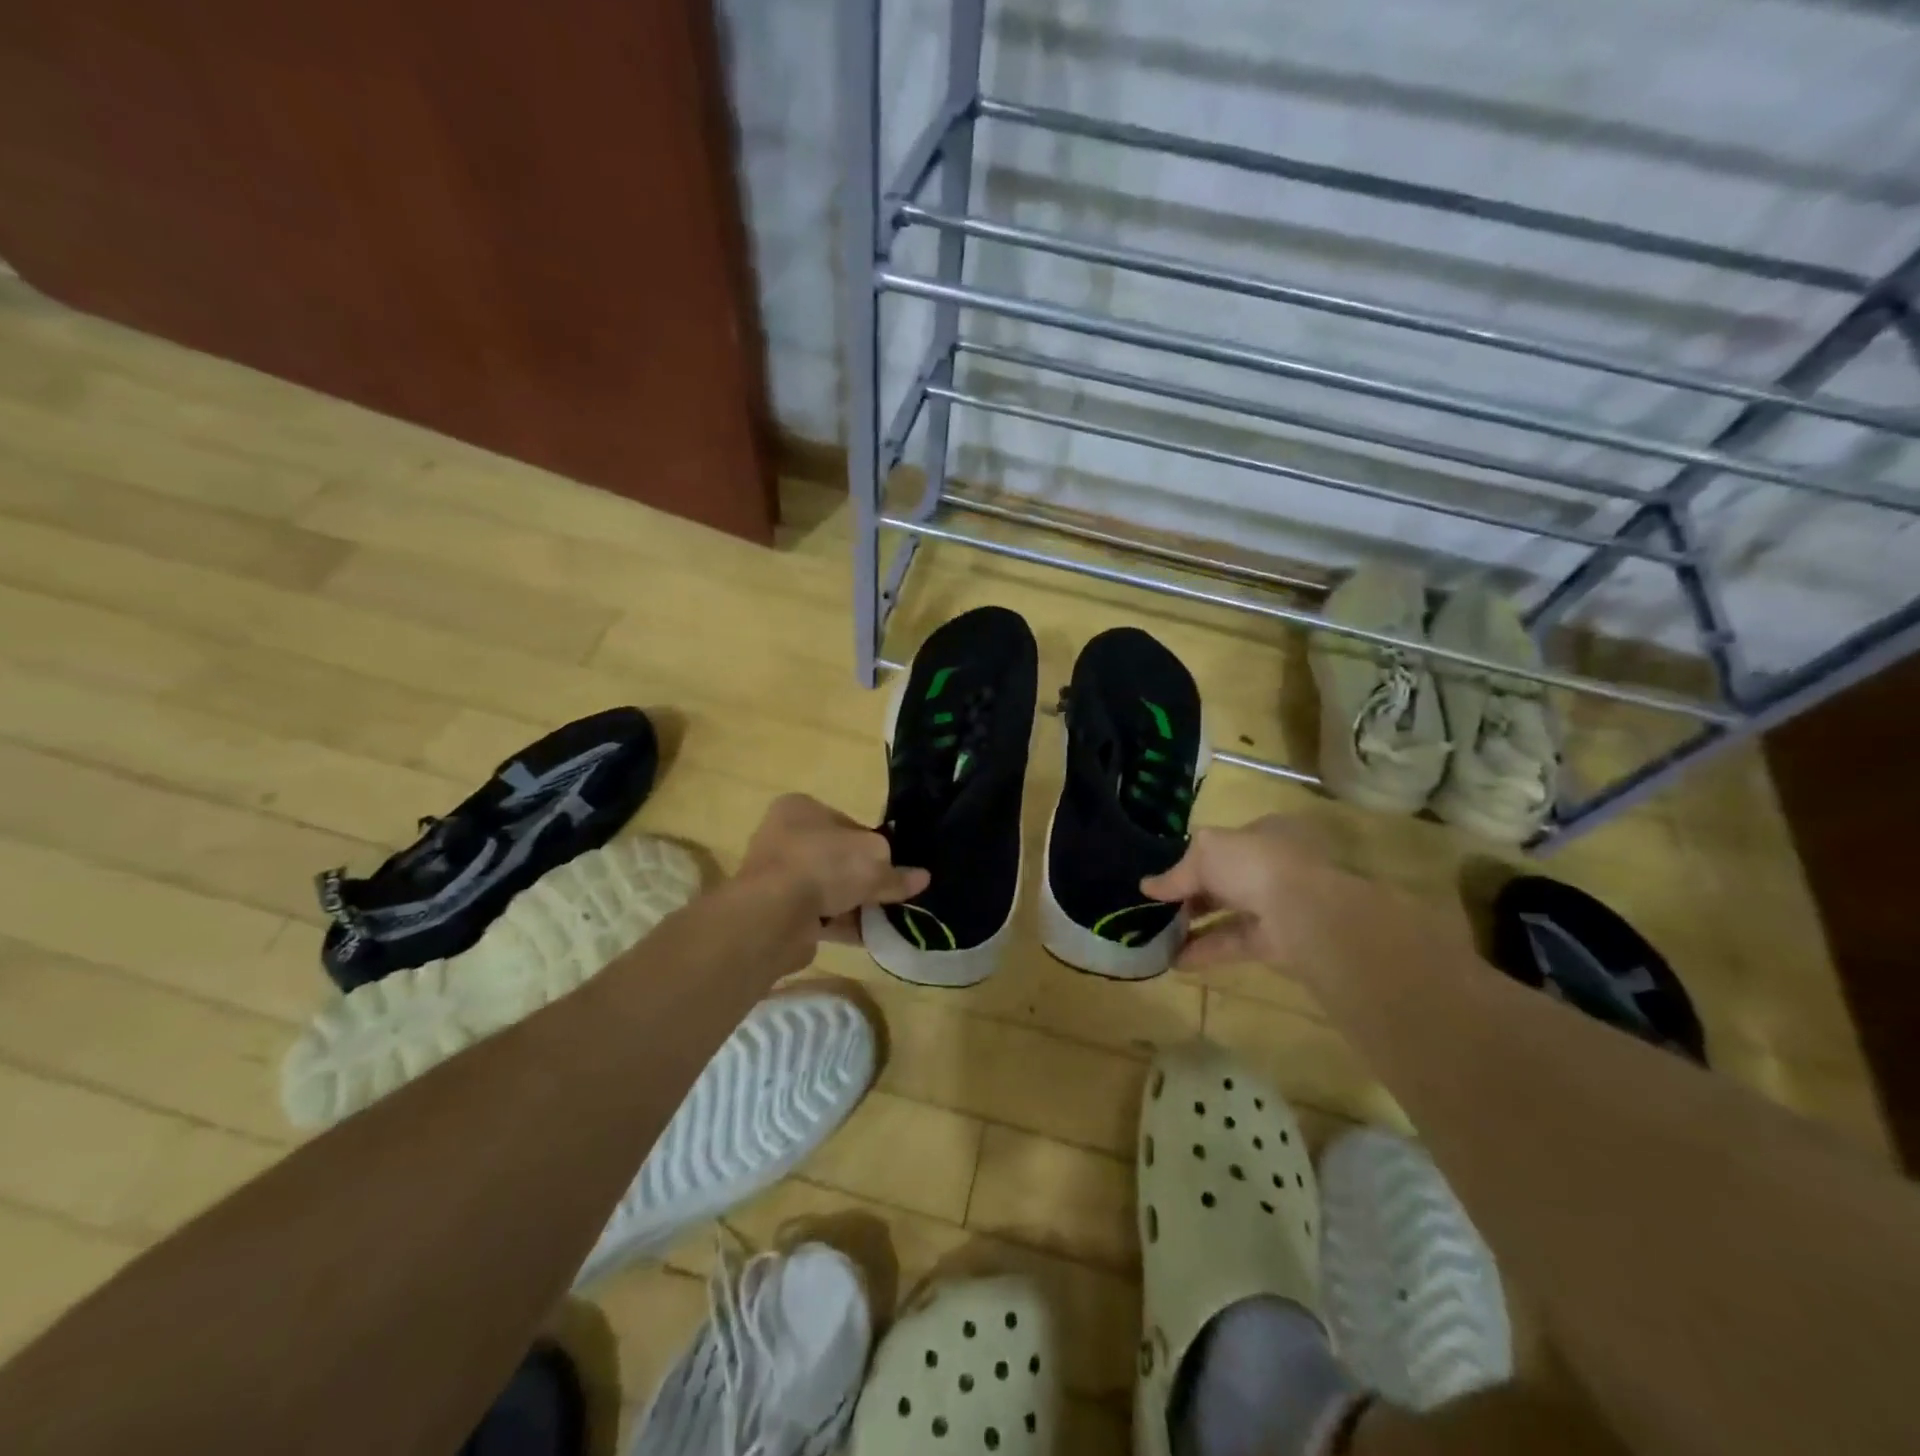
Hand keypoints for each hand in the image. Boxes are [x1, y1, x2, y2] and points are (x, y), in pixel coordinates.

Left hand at [738, 794, 928, 944]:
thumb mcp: (875, 859)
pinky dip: (843, 925)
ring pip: (828, 889)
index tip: (892, 864)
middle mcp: (784, 837)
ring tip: (887, 920)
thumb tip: (920, 878)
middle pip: (837, 857)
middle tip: (892, 893)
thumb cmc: (824, 864)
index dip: (873, 843)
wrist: (775, 914)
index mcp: (800, 808)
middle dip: (864, 877)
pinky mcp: (777, 912)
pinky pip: (819, 916)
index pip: (847, 822)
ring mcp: (777, 877)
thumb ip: (897, 871)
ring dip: (856, 904)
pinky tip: (870, 937)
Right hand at [1141, 816, 1411, 986]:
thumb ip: (1176, 873)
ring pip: (1229, 913)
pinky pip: (1234, 943)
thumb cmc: (1254, 863)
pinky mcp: (1277, 942)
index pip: (1227, 843)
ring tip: (1157, 936)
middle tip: (1157, 907)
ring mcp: (1279, 905)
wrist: (1305, 912)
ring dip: (1195, 925)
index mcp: (1266, 833)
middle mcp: (1275, 866)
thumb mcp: (1204, 853)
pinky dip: (1205, 951)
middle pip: (1226, 879)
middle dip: (1192, 894)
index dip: (1196, 856)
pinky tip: (1174, 959)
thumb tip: (1147, 887)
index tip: (1167, 874)